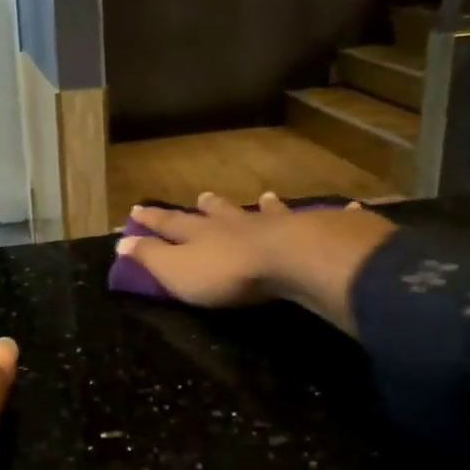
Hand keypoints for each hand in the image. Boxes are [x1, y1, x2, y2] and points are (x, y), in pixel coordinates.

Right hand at [114, 193, 397, 335]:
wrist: (290, 261)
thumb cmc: (226, 273)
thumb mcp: (176, 271)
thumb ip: (150, 257)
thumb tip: (121, 241)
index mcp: (201, 234)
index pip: (170, 224)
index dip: (152, 219)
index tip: (137, 209)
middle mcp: (236, 224)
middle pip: (218, 213)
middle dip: (208, 207)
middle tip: (202, 196)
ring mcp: (276, 225)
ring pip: (266, 213)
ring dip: (262, 207)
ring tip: (263, 196)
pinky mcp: (314, 232)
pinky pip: (324, 220)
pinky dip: (333, 212)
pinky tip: (348, 206)